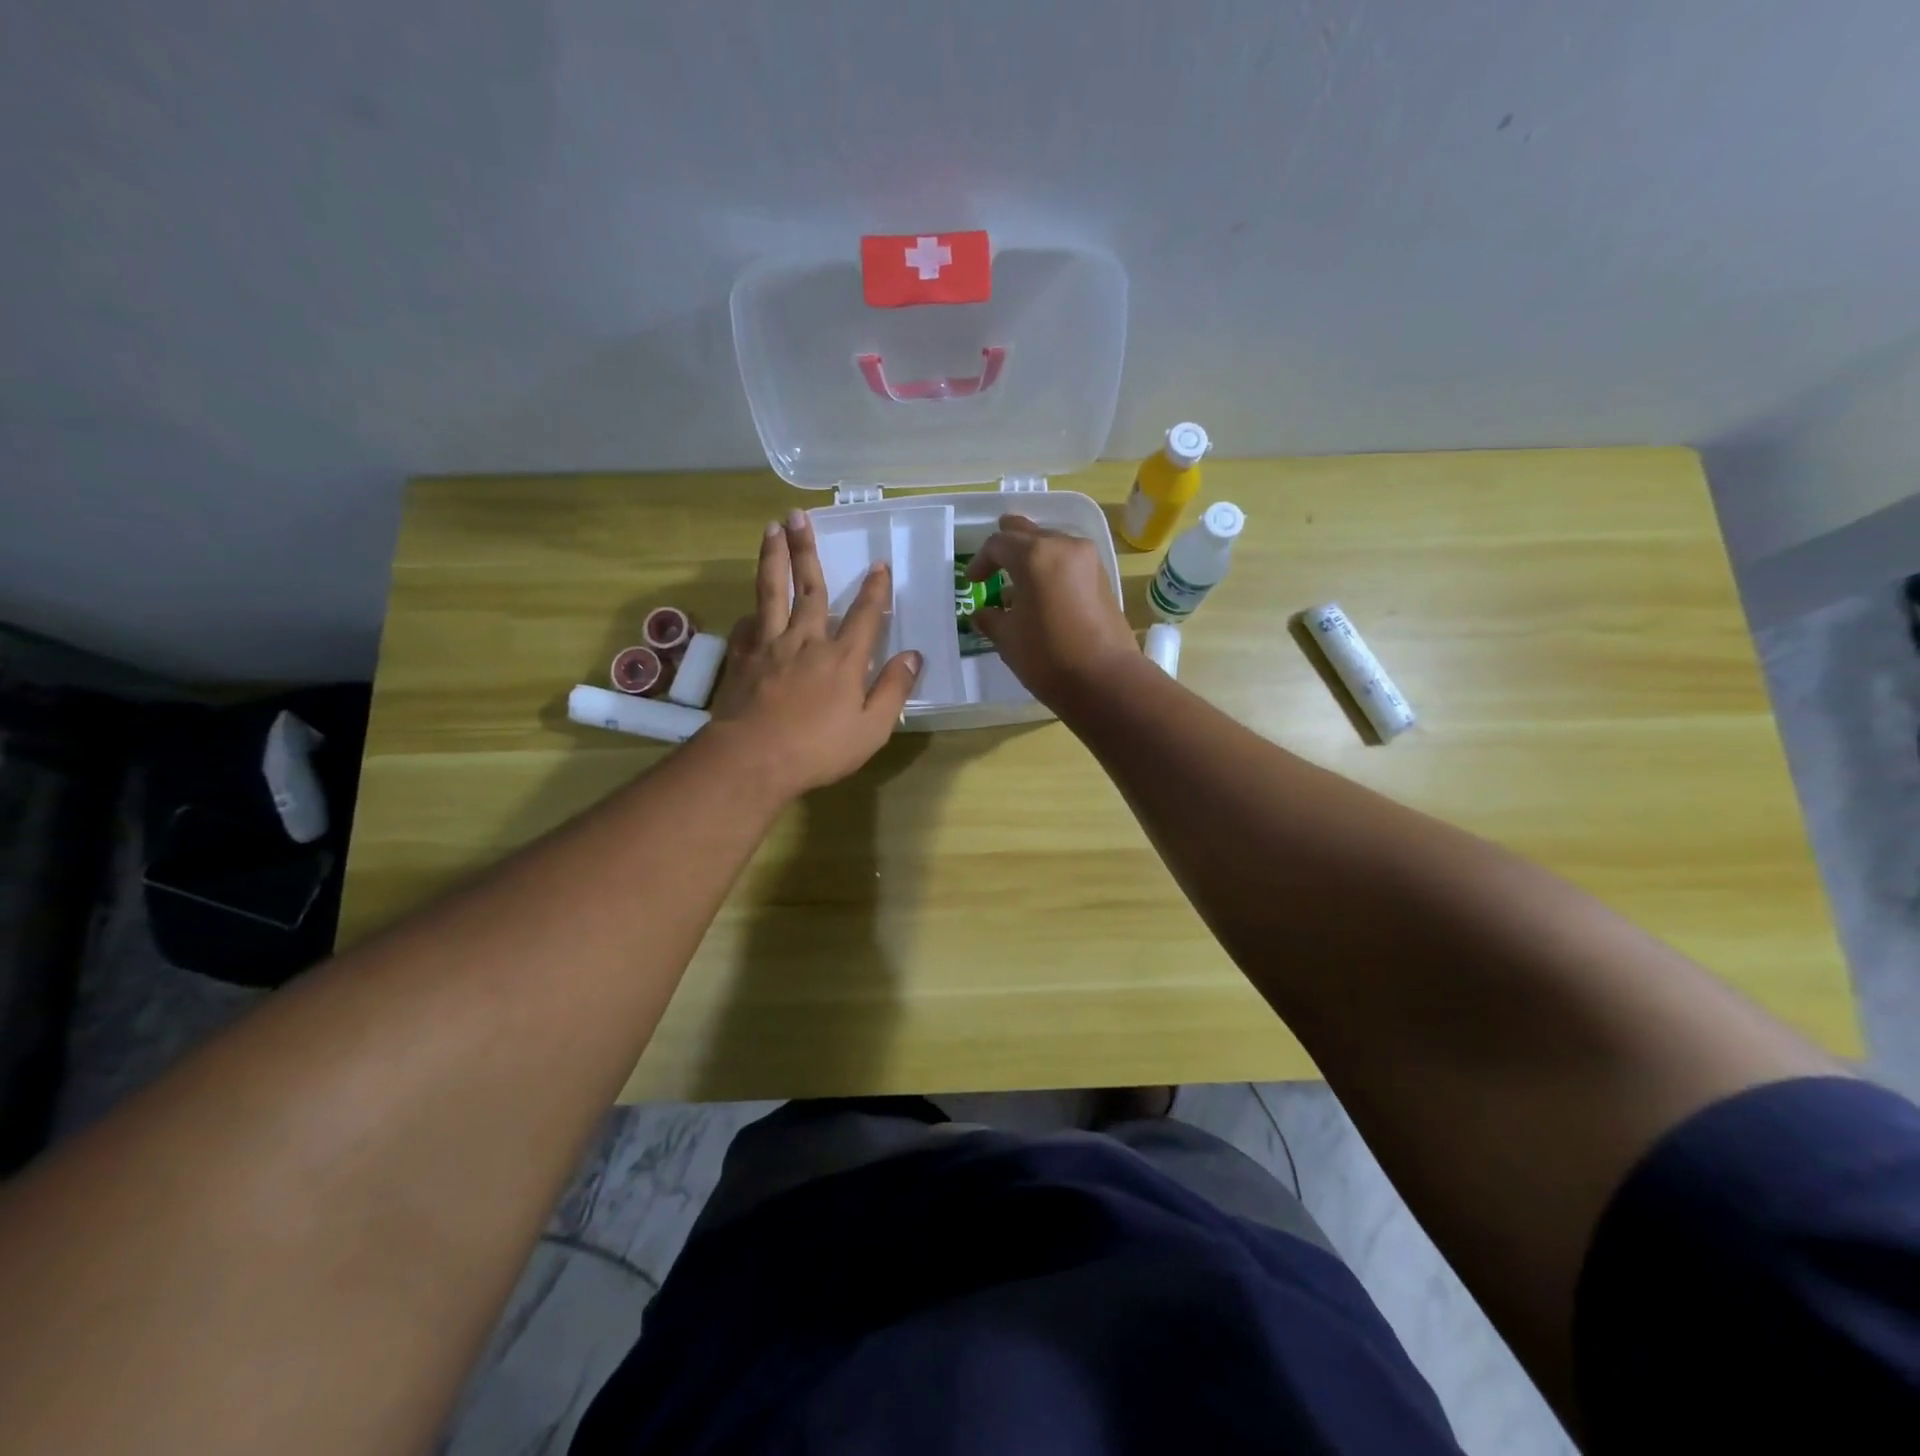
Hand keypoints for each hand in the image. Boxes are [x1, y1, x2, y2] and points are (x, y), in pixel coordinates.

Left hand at [706, 510, 922, 797]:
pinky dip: (753, 612)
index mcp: (843, 658)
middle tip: (799, 516)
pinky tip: (752, 608)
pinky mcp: (743, 660)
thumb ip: (893, 689)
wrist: (752, 759)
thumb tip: (914, 656)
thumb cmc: (818, 749)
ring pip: (772, 593)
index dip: (875, 589)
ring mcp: (770, 647)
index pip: (865, 614)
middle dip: (807, 550)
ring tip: (771, 530)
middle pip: (810, 588)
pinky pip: (749, 626)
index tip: (879, 564)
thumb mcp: (872, 728)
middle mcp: (807, 641)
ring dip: (773, 559)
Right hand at [967, 515, 1139, 707]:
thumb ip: (991, 619)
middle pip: (1029, 534)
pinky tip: (1043, 594)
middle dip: (1008, 544)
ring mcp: (1089, 561)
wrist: (1105, 679)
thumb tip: (983, 615)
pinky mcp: (1103, 579)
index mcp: (1034, 555)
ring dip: (1032, 557)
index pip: (998, 544)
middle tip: (994, 557)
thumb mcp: (1008, 639)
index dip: (980, 561)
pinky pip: (1069, 562)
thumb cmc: (1047, 656)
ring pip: (1052, 545)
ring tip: (1018, 583)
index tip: (972, 583)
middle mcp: (1064, 546)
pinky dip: (1052, 569)